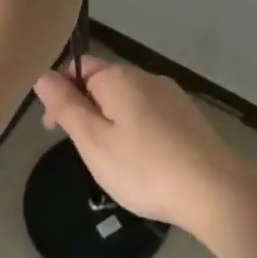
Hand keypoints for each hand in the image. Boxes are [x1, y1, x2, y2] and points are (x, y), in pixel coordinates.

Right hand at [32, 57, 249, 231]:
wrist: (214, 190)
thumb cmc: (144, 168)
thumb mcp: (93, 141)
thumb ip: (66, 106)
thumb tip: (42, 75)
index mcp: (120, 77)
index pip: (78, 67)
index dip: (59, 92)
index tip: (52, 128)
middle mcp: (148, 78)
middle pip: (104, 83)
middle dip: (86, 109)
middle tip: (82, 150)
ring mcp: (173, 97)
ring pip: (128, 101)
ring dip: (111, 122)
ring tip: (111, 160)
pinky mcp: (189, 118)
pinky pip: (150, 115)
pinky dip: (136, 131)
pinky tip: (141, 161)